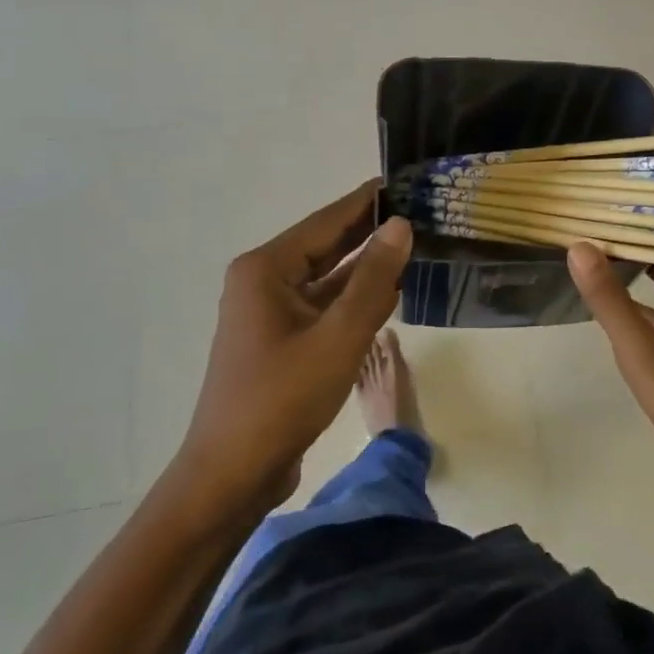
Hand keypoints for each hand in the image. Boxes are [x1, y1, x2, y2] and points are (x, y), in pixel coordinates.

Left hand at [169, 181, 412, 522]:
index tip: (405, 180)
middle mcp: (265, 282)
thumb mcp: (338, 336)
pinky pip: (325, 308)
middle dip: (372, 232)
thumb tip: (400, 225)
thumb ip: (372, 279)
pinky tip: (390, 295)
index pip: (327, 221)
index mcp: (267, 269)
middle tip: (421, 213)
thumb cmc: (282, 398)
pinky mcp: (282, 341)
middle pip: (327, 246)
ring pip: (329, 279)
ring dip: (367, 268)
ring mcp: (272, 314)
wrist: (233, 473)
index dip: (368, 201)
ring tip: (416, 248)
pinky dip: (355, 301)